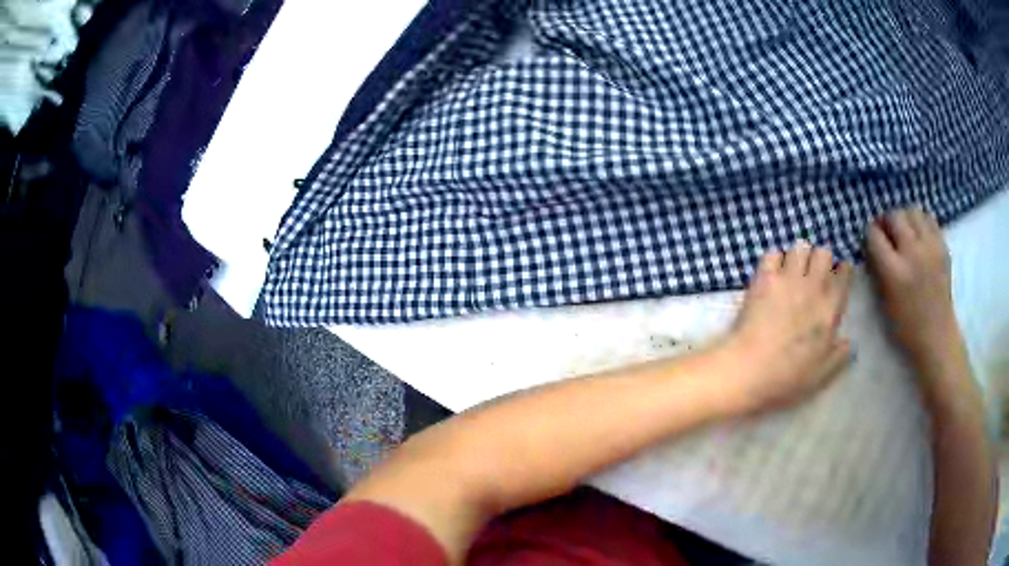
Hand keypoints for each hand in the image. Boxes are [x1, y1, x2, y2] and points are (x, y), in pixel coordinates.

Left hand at [722, 241, 853, 413]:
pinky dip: (774, 260)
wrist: (748, 370)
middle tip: (814, 275)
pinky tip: (772, 274)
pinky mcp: (764, 277)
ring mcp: (788, 278)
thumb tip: (848, 342)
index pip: (845, 272)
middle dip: (821, 259)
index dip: (842, 271)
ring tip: (793, 271)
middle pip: (823, 252)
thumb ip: (840, 355)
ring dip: (799, 256)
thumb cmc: (788, 377)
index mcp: (831, 307)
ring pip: (800, 247)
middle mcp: (813, 285)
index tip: (838, 277)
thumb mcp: (822, 374)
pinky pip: (773, 253)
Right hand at [866, 207, 969, 393]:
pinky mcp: (942, 246)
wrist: (937, 334)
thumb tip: (872, 245)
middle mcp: (913, 253)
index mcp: (895, 272)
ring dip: (905, 217)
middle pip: (895, 216)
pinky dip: (921, 222)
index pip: (875, 235)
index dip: (870, 233)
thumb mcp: (885, 300)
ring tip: (905, 231)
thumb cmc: (907, 325)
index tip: (871, 239)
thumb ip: (878, 269)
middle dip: (887, 221)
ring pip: (913, 211)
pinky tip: (919, 235)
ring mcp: (930, 247)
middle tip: (887, 232)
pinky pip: (929, 219)